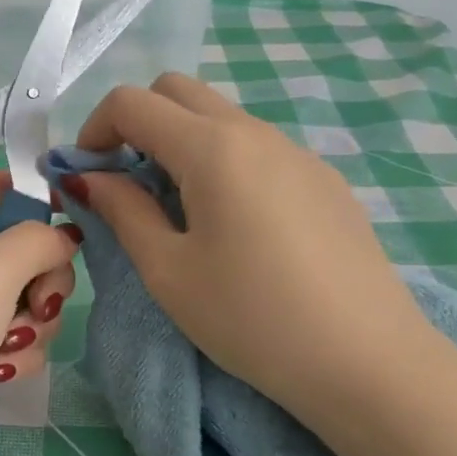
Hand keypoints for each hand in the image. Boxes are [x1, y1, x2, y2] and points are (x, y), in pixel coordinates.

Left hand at [0, 172, 78, 455]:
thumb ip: (38, 239)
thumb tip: (64, 237)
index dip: (40, 198)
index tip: (77, 226)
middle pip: (21, 245)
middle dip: (42, 277)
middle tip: (38, 303)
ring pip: (24, 295)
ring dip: (30, 322)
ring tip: (7, 346)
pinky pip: (10, 335)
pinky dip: (14, 352)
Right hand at [68, 74, 438, 431]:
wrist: (370, 364)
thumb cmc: (252, 319)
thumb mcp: (168, 271)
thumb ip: (122, 210)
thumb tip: (88, 177)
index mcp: (212, 148)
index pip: (132, 102)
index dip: (94, 129)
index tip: (87, 176)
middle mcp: (256, 132)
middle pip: (177, 91)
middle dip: (136, 123)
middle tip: (126, 181)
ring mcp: (297, 152)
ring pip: (220, 117)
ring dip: (180, 142)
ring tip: (179, 209)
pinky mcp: (324, 180)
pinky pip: (257, 147)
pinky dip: (223, 161)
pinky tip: (236, 225)